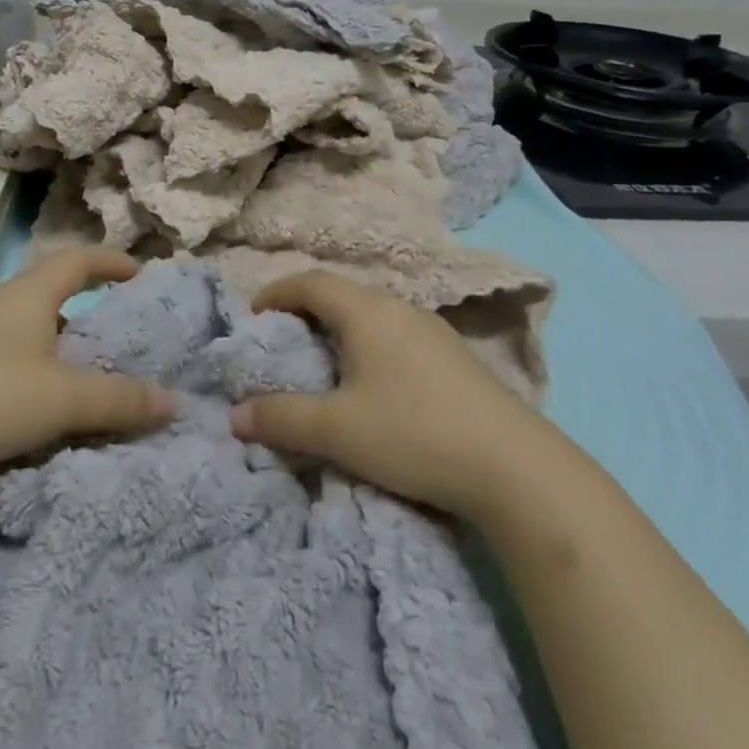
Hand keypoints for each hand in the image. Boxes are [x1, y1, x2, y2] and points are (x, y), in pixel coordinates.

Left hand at [0, 249, 173, 491]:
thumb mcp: (61, 398)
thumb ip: (119, 400)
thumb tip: (173, 402)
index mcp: (28, 295)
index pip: (78, 260)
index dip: (111, 262)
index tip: (140, 273)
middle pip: (50, 298)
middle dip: (86, 314)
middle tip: (118, 340)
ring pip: (25, 337)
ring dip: (56, 354)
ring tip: (84, 384)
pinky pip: (2, 367)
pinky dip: (29, 381)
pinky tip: (35, 415)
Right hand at [229, 271, 541, 520]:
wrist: (513, 465)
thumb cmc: (413, 433)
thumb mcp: (338, 430)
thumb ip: (283, 418)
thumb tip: (235, 415)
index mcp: (366, 312)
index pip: (311, 282)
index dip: (277, 292)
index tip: (254, 314)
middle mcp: (399, 308)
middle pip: (342, 295)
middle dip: (306, 311)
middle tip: (283, 341)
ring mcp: (432, 331)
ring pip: (372, 316)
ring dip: (340, 330)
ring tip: (324, 362)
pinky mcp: (453, 357)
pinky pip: (396, 336)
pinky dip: (369, 346)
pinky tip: (375, 383)